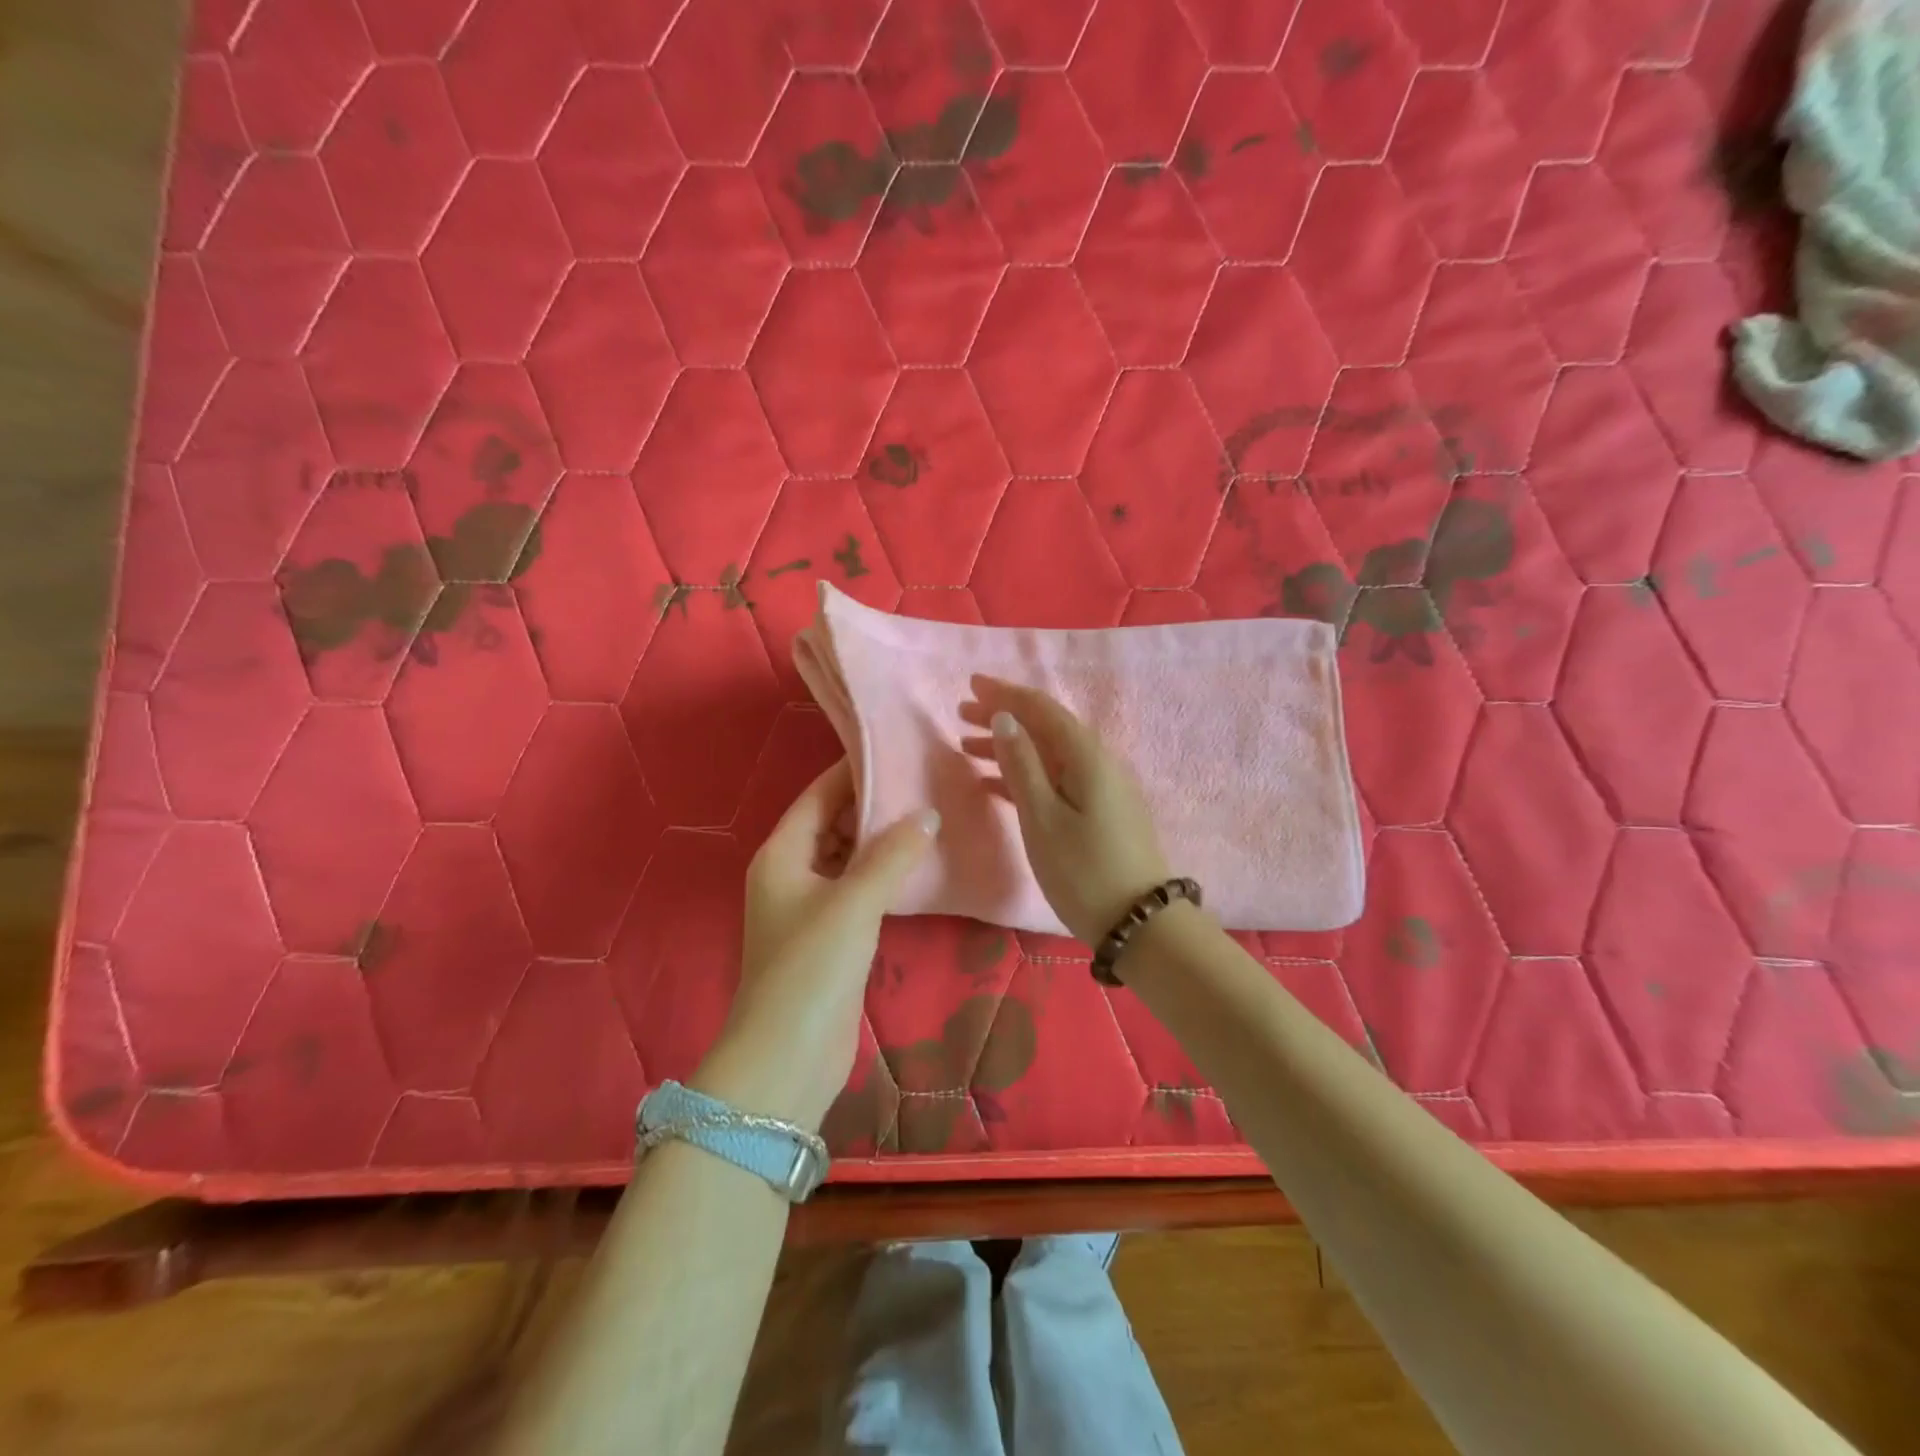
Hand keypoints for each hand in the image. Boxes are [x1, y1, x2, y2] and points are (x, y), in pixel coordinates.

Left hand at [692, 760, 935, 1131]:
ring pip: (846, 857)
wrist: (787, 1058)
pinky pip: (857, 889)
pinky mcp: (829, 937)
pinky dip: (882, 875)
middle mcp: (790, 873)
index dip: (854, 771)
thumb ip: (892, 854)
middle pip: (832, 823)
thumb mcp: (854, 902)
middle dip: (873, 805)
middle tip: (924, 782)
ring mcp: (809, 907)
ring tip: (930, 816)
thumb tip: (928, 814)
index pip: (818, 794)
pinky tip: (918, 867)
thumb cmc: (812, 967)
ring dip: (880, 841)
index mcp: (782, 854)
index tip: (898, 751)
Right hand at [960, 675, 1170, 944]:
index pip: (1041, 709)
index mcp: (1086, 756)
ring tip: (967, 746)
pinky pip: (1056, 780)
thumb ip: (1021, 765)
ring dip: (1009, 747)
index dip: (1005, 694)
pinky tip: (993, 784)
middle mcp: (1097, 762)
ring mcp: (1100, 788)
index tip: (971, 684)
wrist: (1139, 923)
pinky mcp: (1099, 812)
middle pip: (1045, 728)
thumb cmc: (1083, 870)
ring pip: (1048, 755)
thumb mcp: (1042, 817)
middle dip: (1003, 717)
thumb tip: (1004, 718)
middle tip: (961, 712)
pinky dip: (1024, 776)